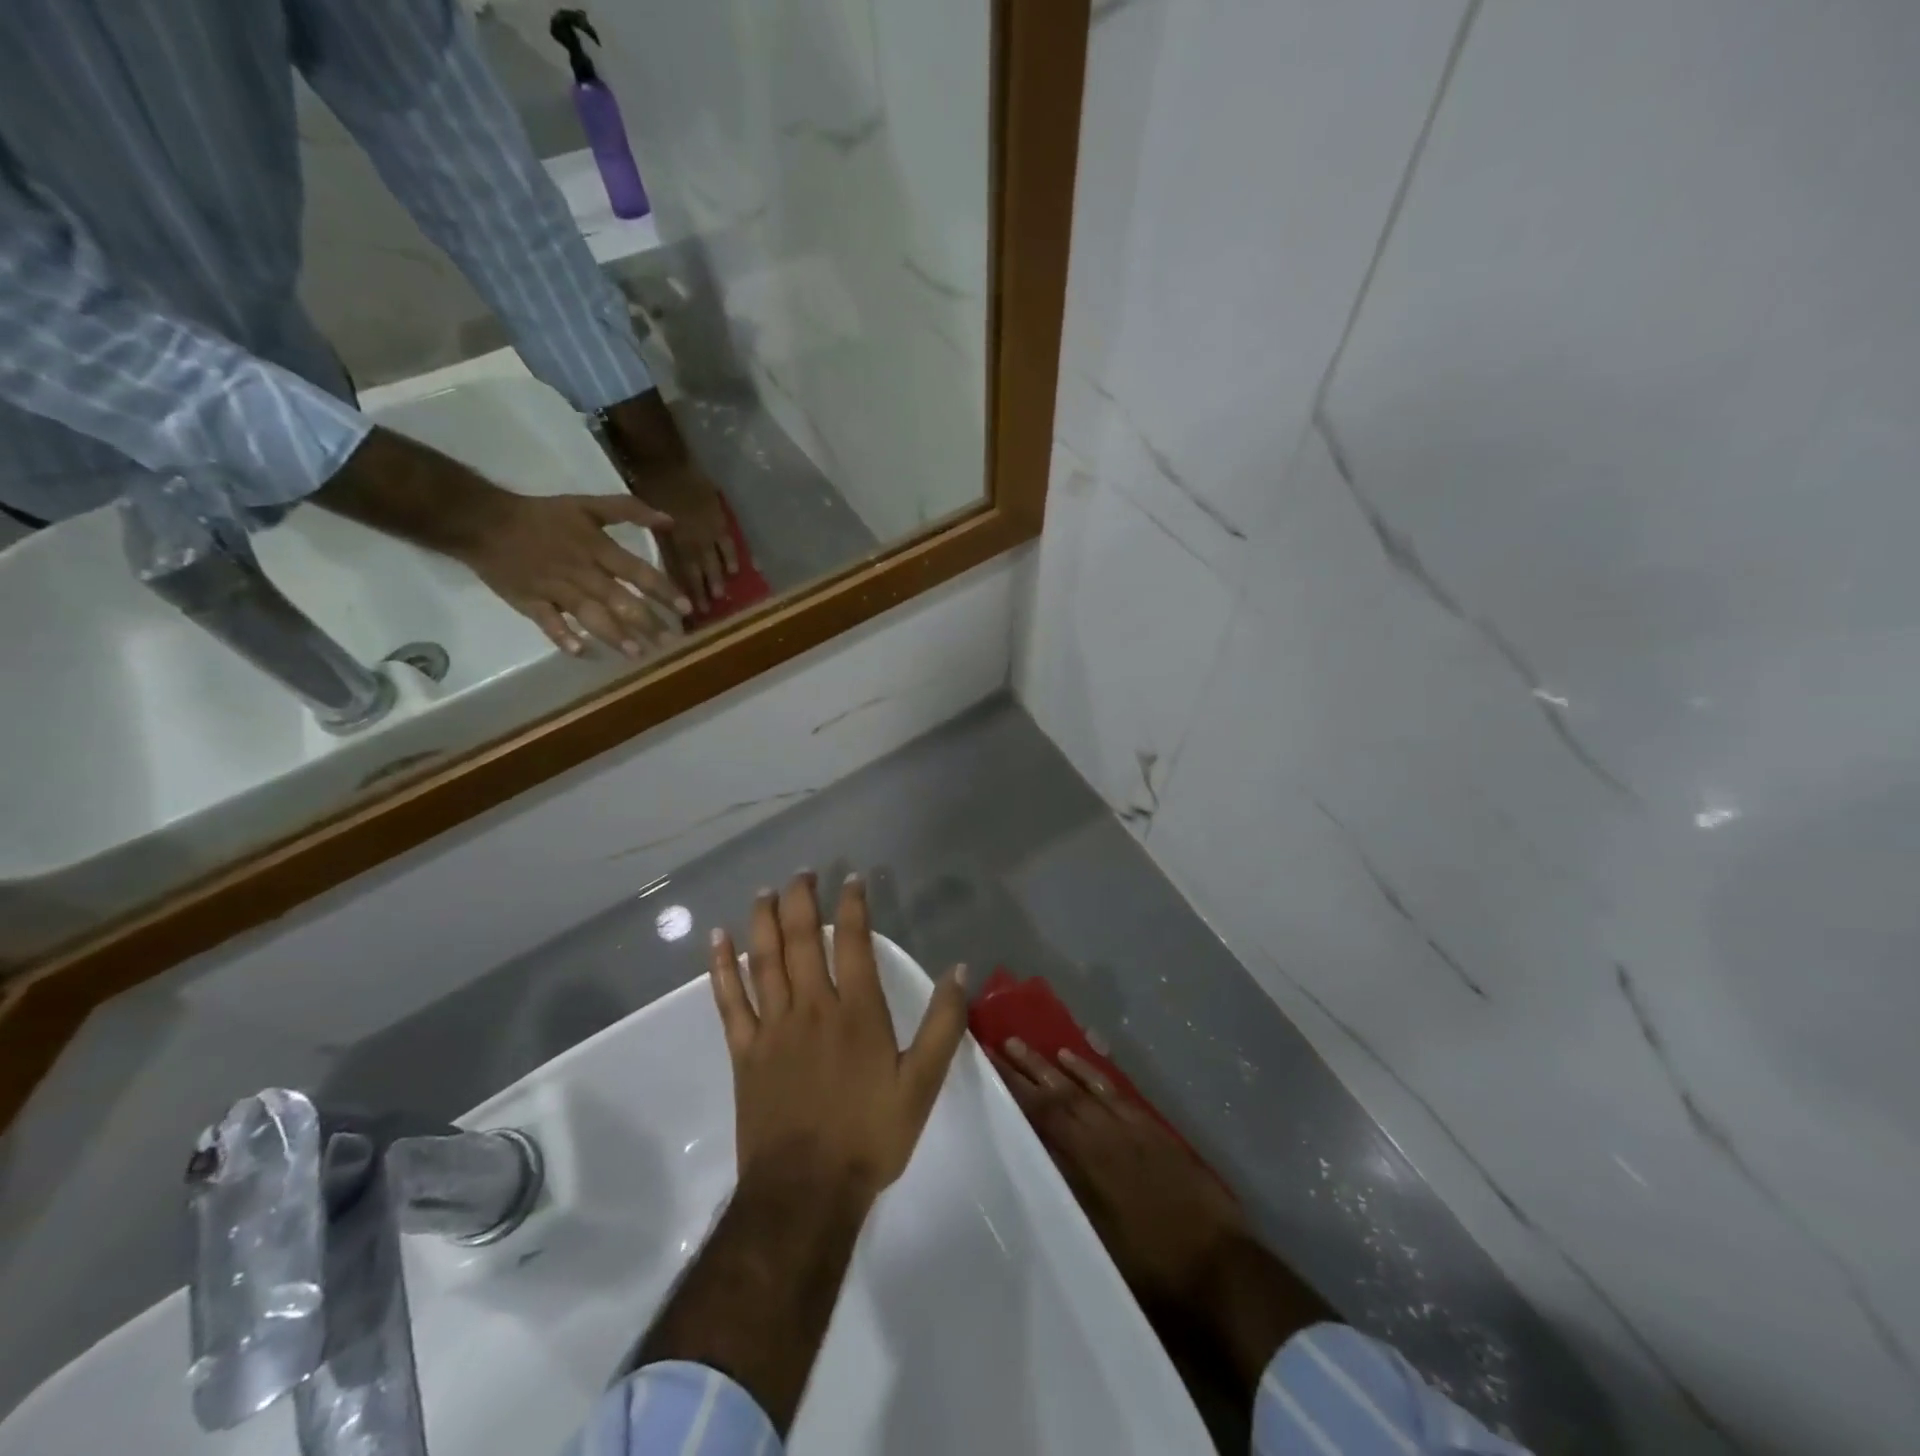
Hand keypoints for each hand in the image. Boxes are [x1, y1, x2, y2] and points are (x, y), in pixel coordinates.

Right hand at [446, 490, 689, 657]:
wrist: (482, 520)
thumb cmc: (542, 515)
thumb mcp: (587, 504)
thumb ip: (629, 510)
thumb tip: (670, 520)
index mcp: (596, 548)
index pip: (637, 571)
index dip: (663, 590)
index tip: (687, 609)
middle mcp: (580, 571)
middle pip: (619, 599)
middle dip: (647, 622)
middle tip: (671, 642)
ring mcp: (554, 588)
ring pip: (588, 614)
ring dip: (613, 634)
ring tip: (637, 653)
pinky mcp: (529, 602)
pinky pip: (547, 621)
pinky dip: (561, 636)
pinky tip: (580, 652)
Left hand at [601, 392, 738, 611]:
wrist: (665, 457)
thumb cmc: (646, 484)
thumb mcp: (644, 517)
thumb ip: (653, 540)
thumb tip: (650, 564)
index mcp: (672, 540)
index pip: (680, 572)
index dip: (684, 592)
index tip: (687, 612)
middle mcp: (692, 539)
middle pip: (699, 571)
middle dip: (702, 592)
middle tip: (707, 612)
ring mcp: (708, 529)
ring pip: (715, 559)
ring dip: (718, 579)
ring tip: (722, 596)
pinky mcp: (719, 517)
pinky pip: (729, 542)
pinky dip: (733, 556)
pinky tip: (739, 570)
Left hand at [708, 872, 969, 1204]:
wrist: (805, 1192)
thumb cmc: (869, 1136)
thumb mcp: (923, 1085)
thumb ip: (944, 1025)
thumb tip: (958, 970)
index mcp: (857, 1011)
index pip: (853, 941)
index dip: (853, 905)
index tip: (851, 879)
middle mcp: (812, 1006)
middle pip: (802, 939)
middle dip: (802, 900)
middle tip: (802, 872)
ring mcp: (772, 1027)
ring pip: (764, 959)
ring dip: (764, 920)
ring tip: (765, 890)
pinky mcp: (744, 1051)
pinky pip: (729, 1000)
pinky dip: (721, 967)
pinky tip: (718, 940)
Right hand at [994, 1039, 1331, 1392]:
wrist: (1221, 1271)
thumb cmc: (1152, 1270)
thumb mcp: (1095, 1238)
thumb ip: (1064, 1191)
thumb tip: (1030, 1157)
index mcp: (1085, 1164)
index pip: (1040, 1115)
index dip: (1012, 1088)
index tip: (988, 1063)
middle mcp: (1102, 1136)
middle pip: (1057, 1094)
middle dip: (1025, 1069)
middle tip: (998, 1043)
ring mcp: (1129, 1127)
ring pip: (1082, 1087)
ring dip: (1051, 1065)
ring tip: (1023, 1044)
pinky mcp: (1151, 1128)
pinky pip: (1112, 1090)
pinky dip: (1091, 1072)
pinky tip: (1075, 1059)